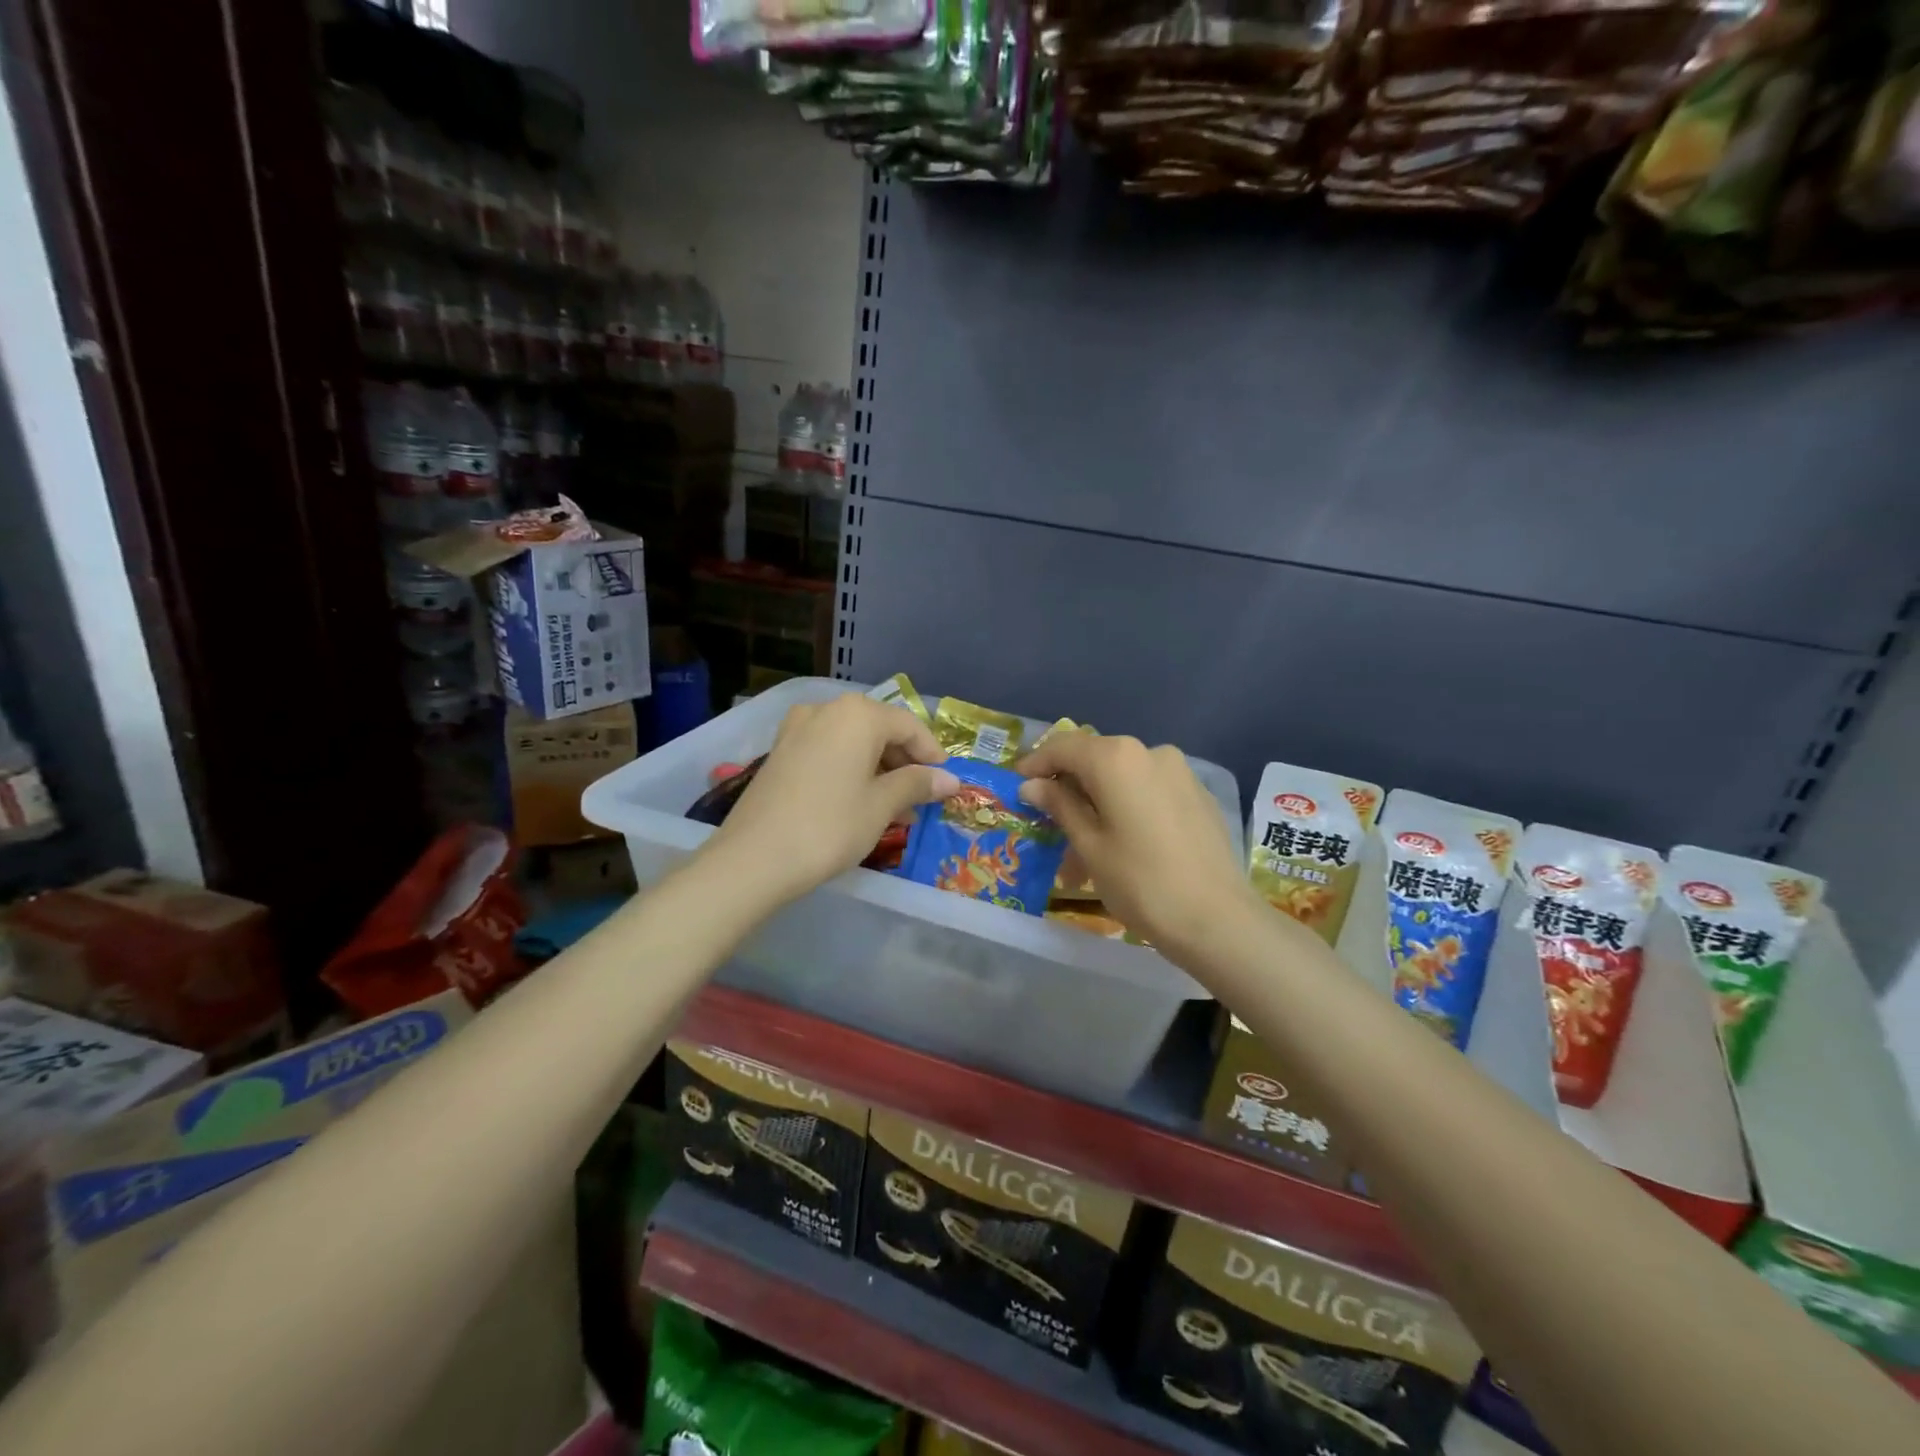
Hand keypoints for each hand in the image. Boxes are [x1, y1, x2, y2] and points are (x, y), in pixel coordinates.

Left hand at [703, 694, 958, 906]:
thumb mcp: (881, 806)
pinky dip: (850, 771)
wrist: (753, 858)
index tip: (946, 784)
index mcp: (857, 715)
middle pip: (879, 730)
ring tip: (894, 810)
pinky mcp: (780, 752)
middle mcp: (826, 710)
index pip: (909, 726)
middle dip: (904, 764)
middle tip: (920, 800)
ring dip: (878, 770)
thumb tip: (950, 780)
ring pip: (853, 742)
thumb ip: (917, 785)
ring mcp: (798, 729)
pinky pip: (828, 752)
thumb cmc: (830, 827)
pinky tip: (859, 803)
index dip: (932, 754)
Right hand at [1016, 732, 1260, 963]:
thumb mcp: (1089, 845)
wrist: (1217, 919)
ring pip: (1123, 778)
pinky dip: (1127, 809)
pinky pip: (1150, 792)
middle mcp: (1149, 752)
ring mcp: (1179, 772)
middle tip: (1047, 820)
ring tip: (1084, 849)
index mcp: (1116, 758)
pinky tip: (1122, 845)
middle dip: (1068, 787)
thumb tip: (1033, 784)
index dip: (1036, 763)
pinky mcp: (1198, 795)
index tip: (1017, 784)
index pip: (1064, 747)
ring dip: (1098, 804)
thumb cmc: (1140, 882)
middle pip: (1095, 759)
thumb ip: (1060, 806)